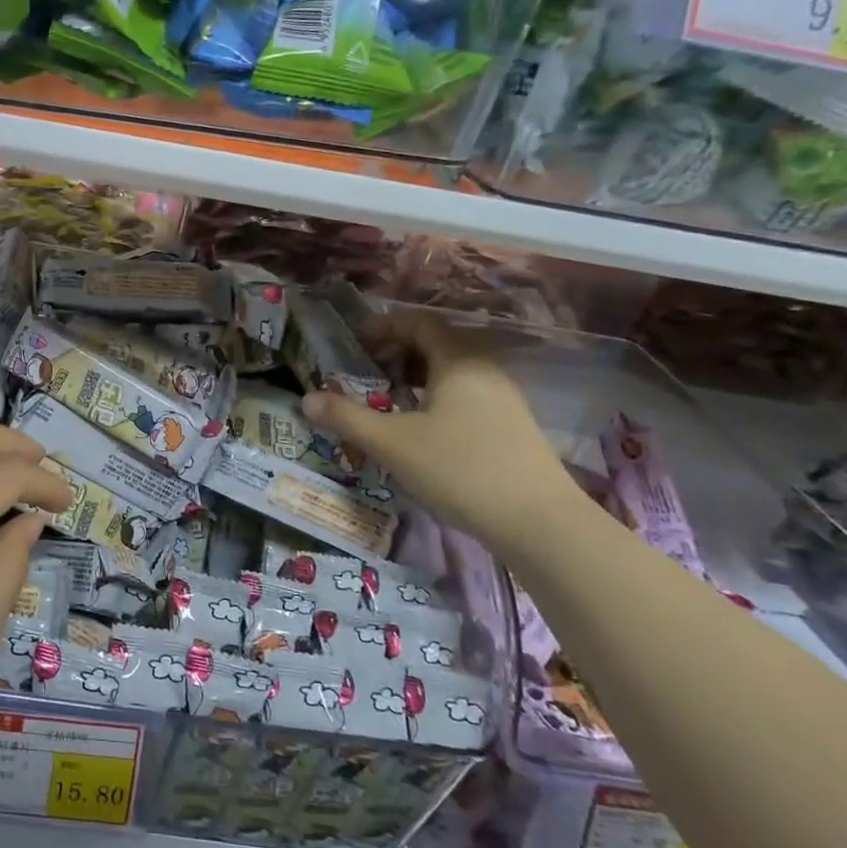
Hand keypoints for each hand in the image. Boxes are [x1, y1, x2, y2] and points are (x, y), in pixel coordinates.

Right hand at [302, 313, 579, 550]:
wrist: (541, 524)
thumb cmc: (461, 470)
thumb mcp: (393, 443)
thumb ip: (346, 418)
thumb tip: (305, 399)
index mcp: (459, 362)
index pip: (421, 322)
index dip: (386, 326)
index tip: (357, 342)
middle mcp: (486, 372)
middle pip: (439, 346)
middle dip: (399, 353)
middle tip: (367, 372)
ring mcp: (506, 401)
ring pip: (454, 374)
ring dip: (418, 379)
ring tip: (390, 402)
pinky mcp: (514, 430)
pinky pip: (468, 397)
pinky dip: (438, 400)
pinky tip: (424, 432)